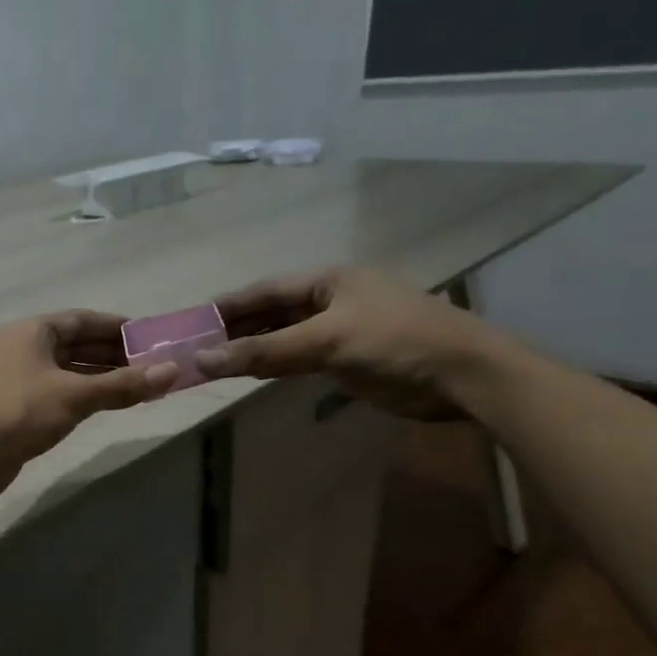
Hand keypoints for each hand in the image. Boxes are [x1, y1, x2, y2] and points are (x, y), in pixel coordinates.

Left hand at [0, 311, 177, 502]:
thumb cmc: (17, 412)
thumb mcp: (74, 395)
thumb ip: (122, 385)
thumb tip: (172, 372)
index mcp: (32, 332)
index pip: (82, 320)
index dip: (116, 326)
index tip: (149, 336)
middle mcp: (24, 350)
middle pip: (76, 345)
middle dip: (114, 354)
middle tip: (152, 364)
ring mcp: (19, 380)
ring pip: (68, 372)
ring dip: (101, 378)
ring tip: (140, 385)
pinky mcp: (18, 409)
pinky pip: (60, 394)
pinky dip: (85, 396)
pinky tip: (108, 405)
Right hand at [197, 266, 493, 419]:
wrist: (462, 375)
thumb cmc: (395, 343)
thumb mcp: (326, 341)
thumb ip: (265, 351)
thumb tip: (204, 359)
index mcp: (329, 280)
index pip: (267, 290)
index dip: (230, 305)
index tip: (194, 320)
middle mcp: (332, 299)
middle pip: (274, 312)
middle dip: (239, 328)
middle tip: (199, 346)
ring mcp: (342, 330)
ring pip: (287, 337)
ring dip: (256, 348)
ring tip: (218, 362)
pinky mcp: (350, 359)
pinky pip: (302, 358)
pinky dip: (278, 365)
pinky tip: (255, 373)